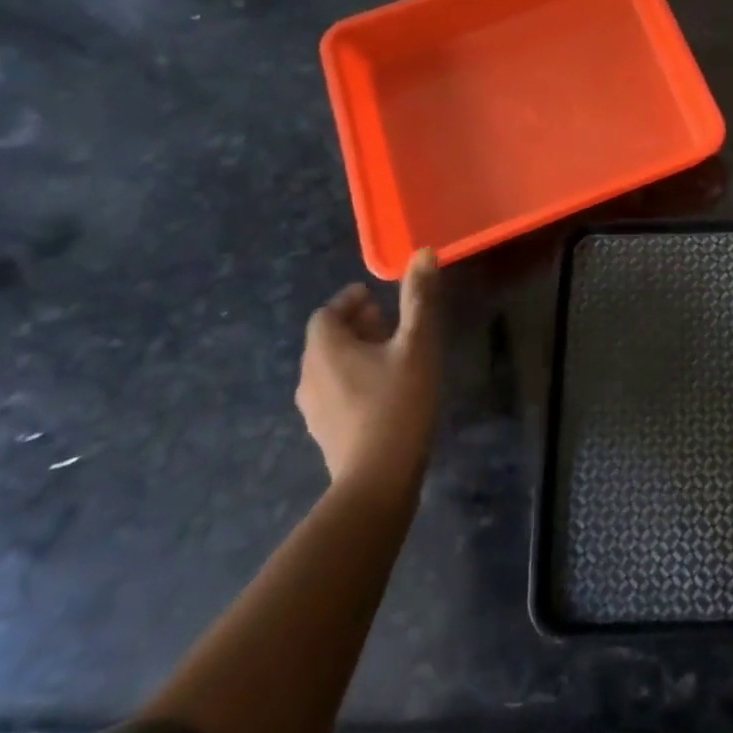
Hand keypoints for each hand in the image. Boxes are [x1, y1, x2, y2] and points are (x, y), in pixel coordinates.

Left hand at [297, 248, 443, 502]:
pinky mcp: (325, 433)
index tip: (377, 297)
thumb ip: (419, 298)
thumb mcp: (418, 343)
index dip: (350, 301)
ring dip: (356, 352)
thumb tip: (422, 252)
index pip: (327, 313)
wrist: (377, 480)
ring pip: (330, 367)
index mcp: (326, 350)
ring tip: (393, 354)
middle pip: (327, 339)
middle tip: (391, 322)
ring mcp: (313, 409)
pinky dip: (354, 379)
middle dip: (357, 324)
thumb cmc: (399, 402)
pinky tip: (386, 390)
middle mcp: (309, 376)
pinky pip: (334, 391)